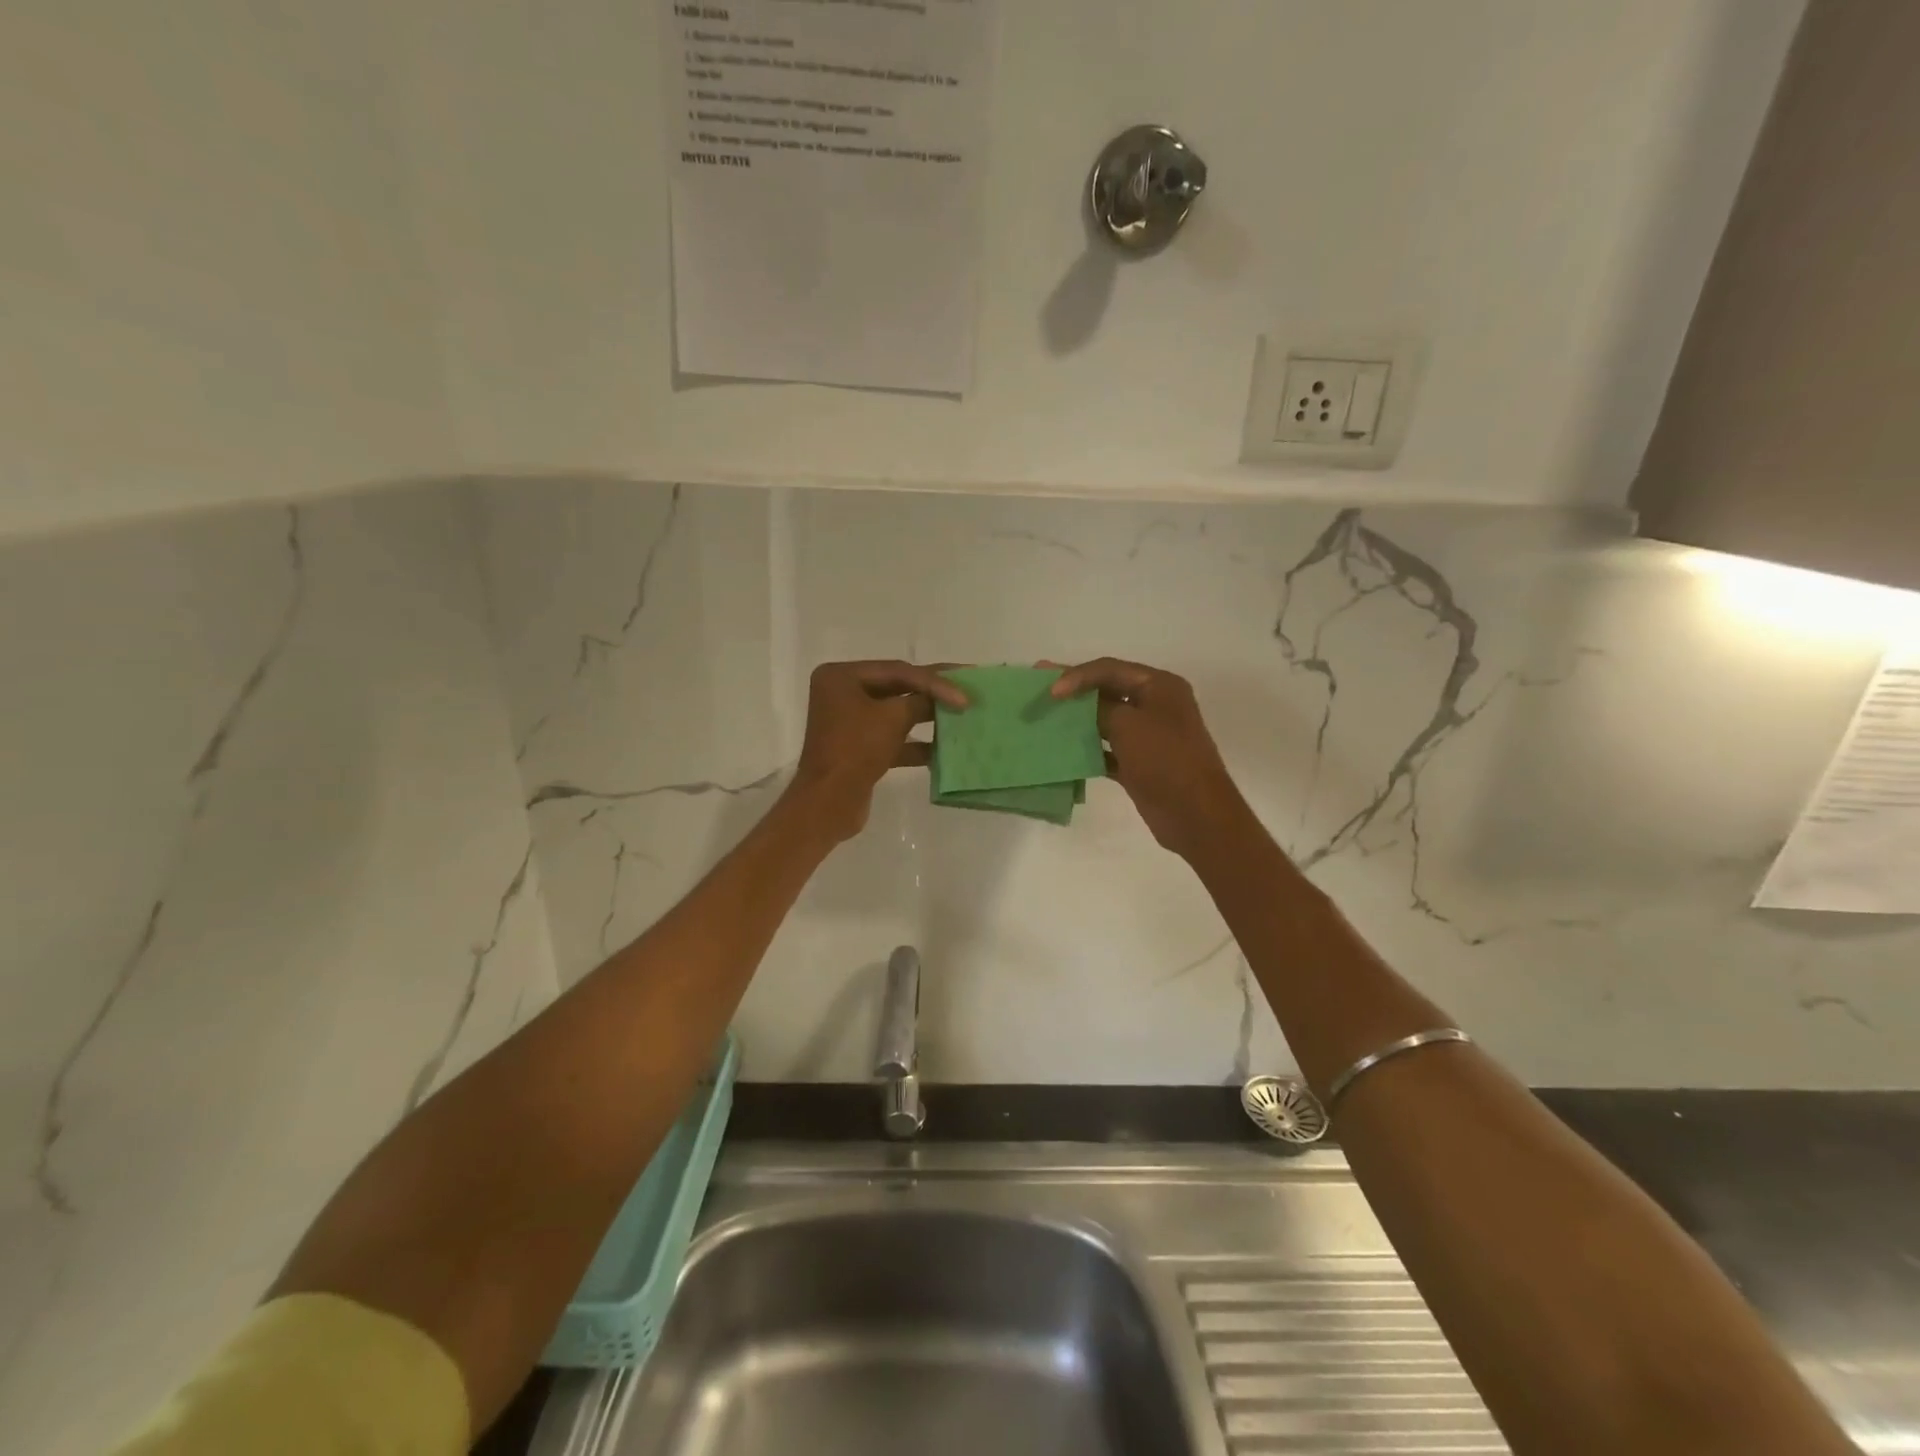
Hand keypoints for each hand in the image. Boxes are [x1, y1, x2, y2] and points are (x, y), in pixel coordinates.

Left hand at [788, 660, 966, 843]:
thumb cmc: (856, 750)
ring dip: (927, 718)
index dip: (934, 681)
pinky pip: (892, 738)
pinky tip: (943, 750)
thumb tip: (943, 698)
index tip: (964, 694)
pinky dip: (915, 743)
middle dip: (931, 694)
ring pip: (896, 714)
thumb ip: (921, 701)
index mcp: (841, 677)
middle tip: (967, 691)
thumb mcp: (893, 718)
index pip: (897, 671)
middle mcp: (842, 694)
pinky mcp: (858, 749)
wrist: (829, 803)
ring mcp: (849, 722)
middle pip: (896, 688)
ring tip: (961, 718)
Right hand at [1051, 658, 1248, 859]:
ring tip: (1046, 719)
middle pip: (1107, 691)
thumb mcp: (1127, 725)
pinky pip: (1107, 749)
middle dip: (1074, 694)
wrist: (1195, 814)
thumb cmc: (1165, 760)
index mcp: (1159, 686)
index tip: (1050, 691)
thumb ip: (1098, 707)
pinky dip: (1088, 748)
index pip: (1110, 669)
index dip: (1077, 676)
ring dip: (1078, 721)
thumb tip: (1076, 701)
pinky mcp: (1139, 763)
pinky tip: (1063, 751)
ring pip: (1105, 720)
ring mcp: (1148, 736)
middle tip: (1040, 691)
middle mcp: (1155, 705)